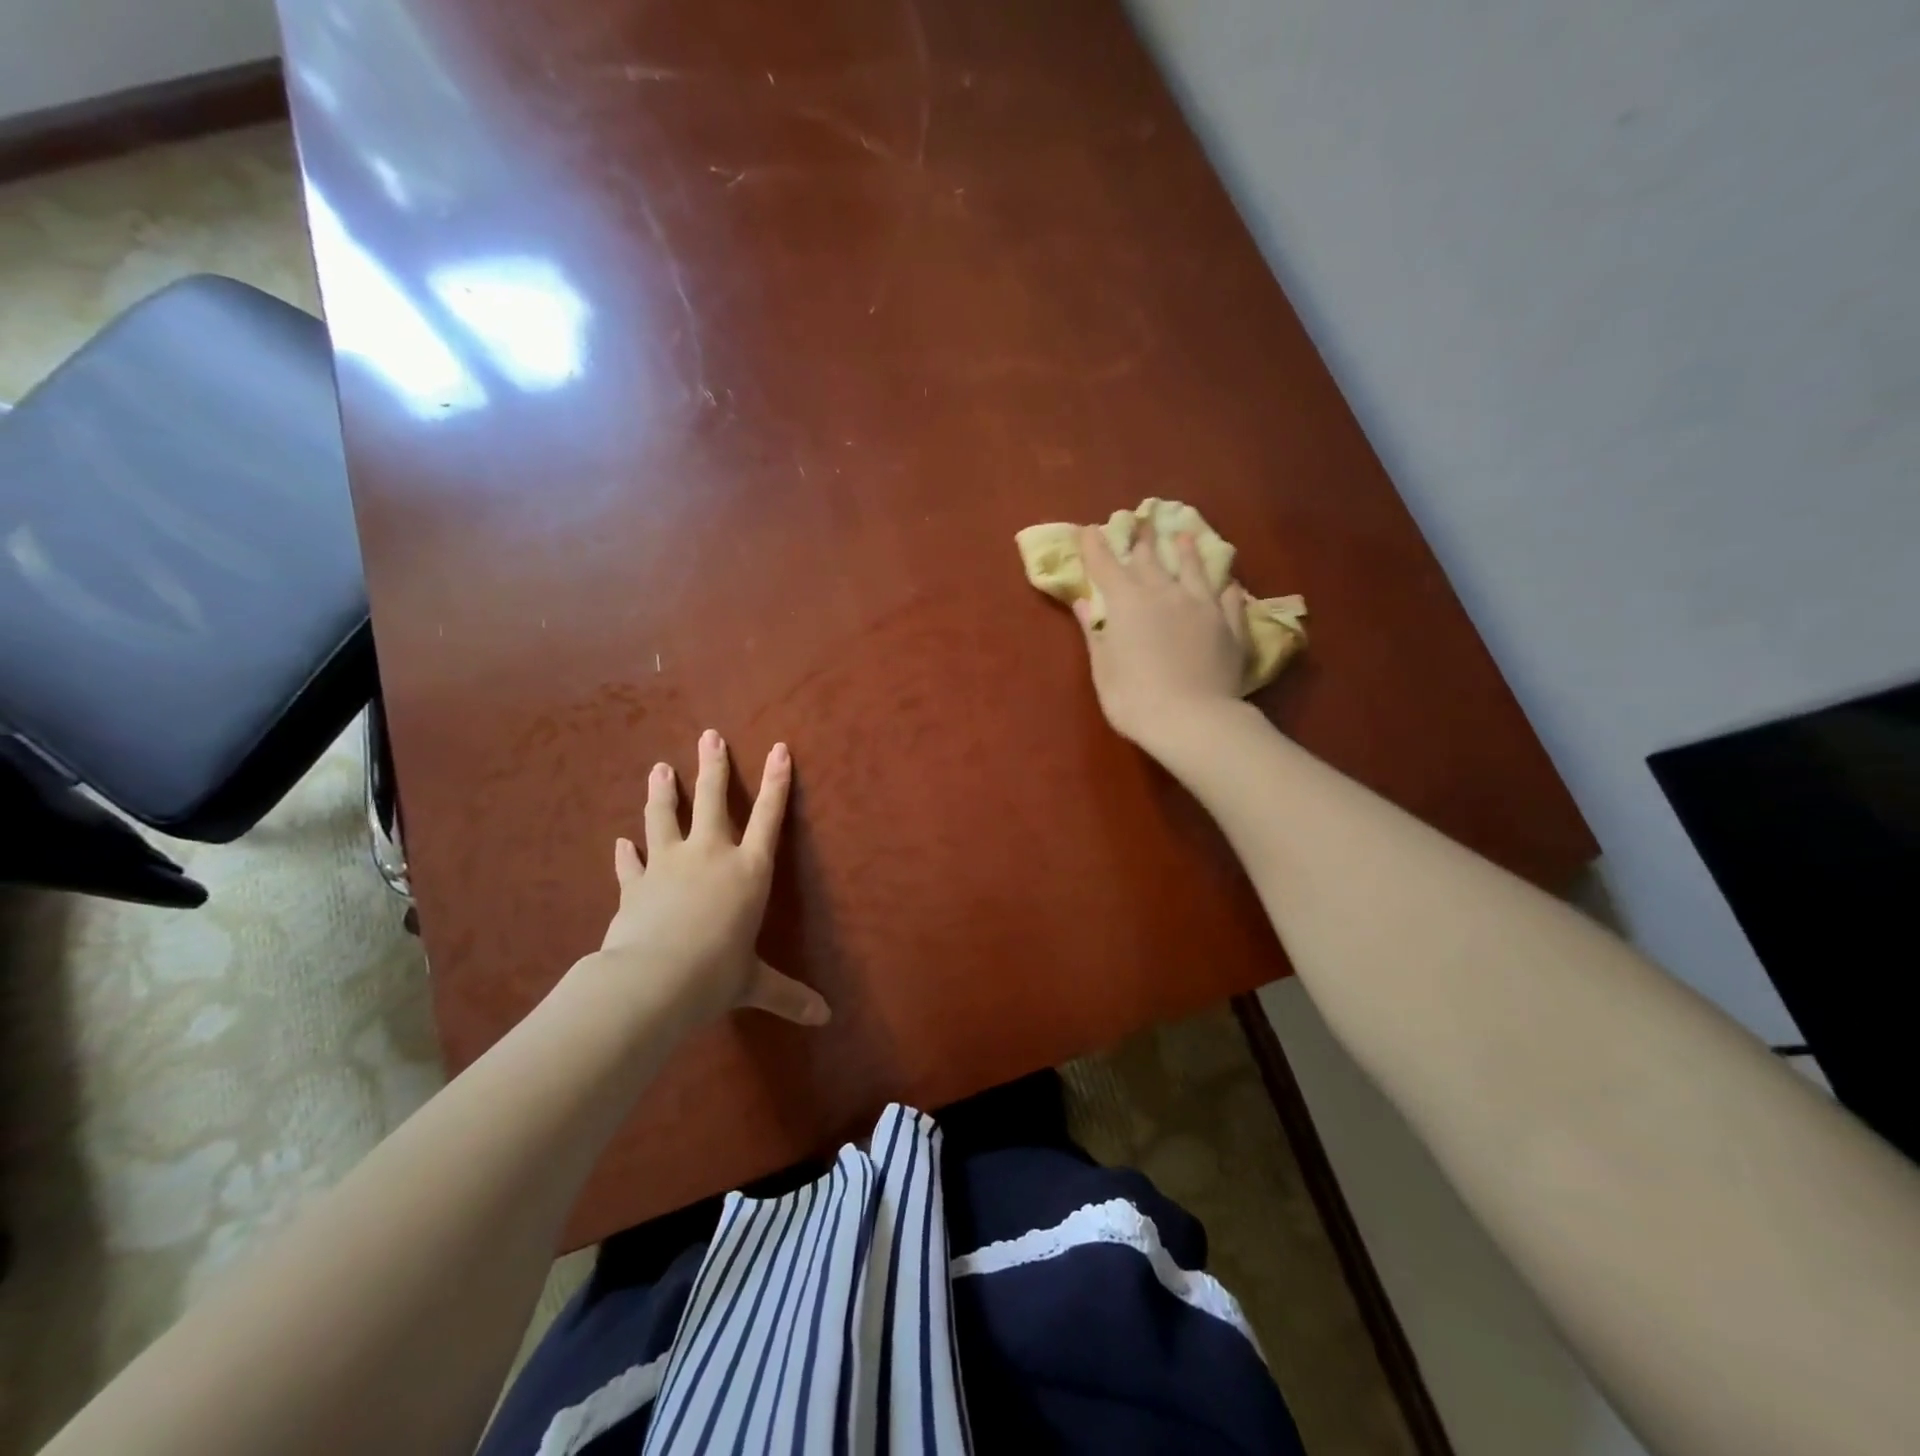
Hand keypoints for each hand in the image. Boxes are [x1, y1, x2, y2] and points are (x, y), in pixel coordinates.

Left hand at [583, 730, 829, 1030]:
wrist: (652, 981)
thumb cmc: (715, 976)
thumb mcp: (754, 984)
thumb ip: (788, 995)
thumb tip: (825, 1018)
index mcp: (748, 871)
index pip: (769, 817)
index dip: (777, 782)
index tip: (779, 749)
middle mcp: (710, 856)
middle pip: (712, 800)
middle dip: (712, 766)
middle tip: (709, 736)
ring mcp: (668, 865)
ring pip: (665, 817)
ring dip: (663, 791)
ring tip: (659, 768)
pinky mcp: (636, 885)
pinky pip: (631, 862)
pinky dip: (626, 853)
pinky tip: (619, 841)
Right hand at [1075, 521, 1249, 747]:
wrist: (1193, 719)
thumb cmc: (1134, 698)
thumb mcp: (1103, 668)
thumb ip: (1095, 632)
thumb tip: (1083, 603)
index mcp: (1127, 602)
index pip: (1106, 565)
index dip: (1095, 546)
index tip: (1089, 530)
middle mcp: (1165, 593)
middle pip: (1151, 559)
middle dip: (1142, 540)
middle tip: (1141, 521)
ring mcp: (1202, 606)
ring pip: (1194, 569)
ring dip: (1186, 552)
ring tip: (1184, 537)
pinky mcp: (1230, 625)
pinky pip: (1228, 599)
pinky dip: (1225, 587)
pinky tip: (1227, 584)